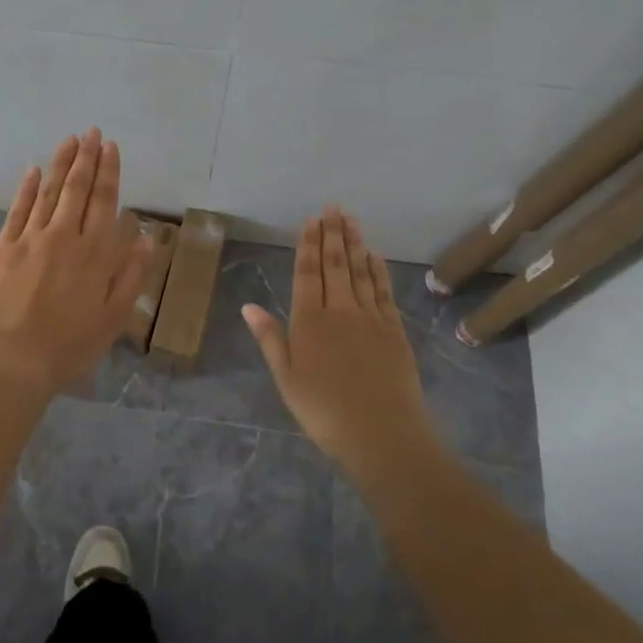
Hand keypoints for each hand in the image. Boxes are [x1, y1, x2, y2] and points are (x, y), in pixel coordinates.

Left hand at [0, 127, 150, 402]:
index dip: (109, 172)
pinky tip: (33, 170)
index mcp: (95, 254)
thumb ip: (131, 276)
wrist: (11, 363)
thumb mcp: (113, 319)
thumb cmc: (69, 347)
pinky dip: (27, 188)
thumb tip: (147, 239)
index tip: (111, 147)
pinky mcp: (3, 249)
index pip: (105, 202)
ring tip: (69, 140)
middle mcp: (64, 237)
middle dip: (87, 158)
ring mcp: (31, 240)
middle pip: (78, 190)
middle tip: (92, 132)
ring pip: (49, 192)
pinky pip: (17, 210)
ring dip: (61, 164)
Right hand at [243, 206, 436, 476]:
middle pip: (335, 265)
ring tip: (351, 220)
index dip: (309, 244)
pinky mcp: (394, 329)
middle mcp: (340, 310)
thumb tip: (248, 305)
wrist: (383, 435)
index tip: (311, 220)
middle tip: (333, 208)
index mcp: (310, 322)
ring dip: (355, 244)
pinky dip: (378, 270)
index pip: (308, 273)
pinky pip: (383, 290)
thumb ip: (270, 339)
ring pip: (360, 272)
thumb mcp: (287, 380)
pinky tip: (374, 256)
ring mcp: (370, 317)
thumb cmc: (325, 412)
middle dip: (333, 234)